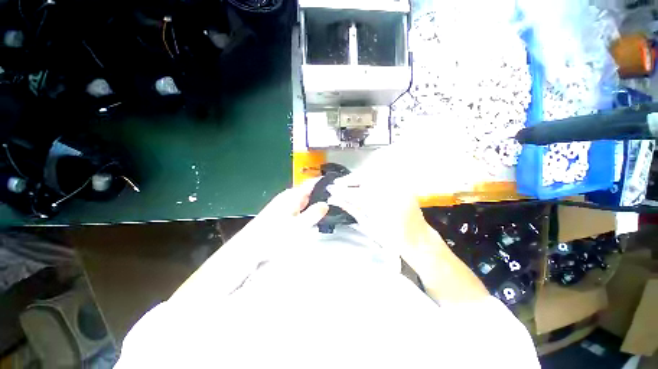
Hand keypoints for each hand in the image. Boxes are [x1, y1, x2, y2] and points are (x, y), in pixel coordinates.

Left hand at [238, 178, 329, 242]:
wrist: (250, 247)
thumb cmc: (273, 236)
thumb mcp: (298, 226)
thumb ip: (313, 214)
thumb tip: (326, 204)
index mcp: (293, 195)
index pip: (311, 183)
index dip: (324, 182)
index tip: (337, 185)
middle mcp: (288, 196)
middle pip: (309, 191)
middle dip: (321, 194)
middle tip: (336, 200)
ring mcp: (284, 203)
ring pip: (304, 199)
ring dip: (314, 202)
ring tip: (327, 208)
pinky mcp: (281, 212)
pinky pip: (299, 206)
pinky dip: (307, 209)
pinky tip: (310, 216)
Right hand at [325, 147, 445, 256]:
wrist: (417, 238)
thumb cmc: (391, 239)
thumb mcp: (368, 226)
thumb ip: (351, 208)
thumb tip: (334, 199)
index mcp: (382, 207)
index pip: (355, 193)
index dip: (341, 190)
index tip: (331, 188)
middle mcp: (392, 193)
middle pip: (365, 178)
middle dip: (349, 179)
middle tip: (337, 184)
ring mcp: (399, 187)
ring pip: (373, 174)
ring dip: (358, 177)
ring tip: (348, 183)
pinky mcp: (402, 184)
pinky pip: (383, 177)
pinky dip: (370, 178)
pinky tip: (363, 183)